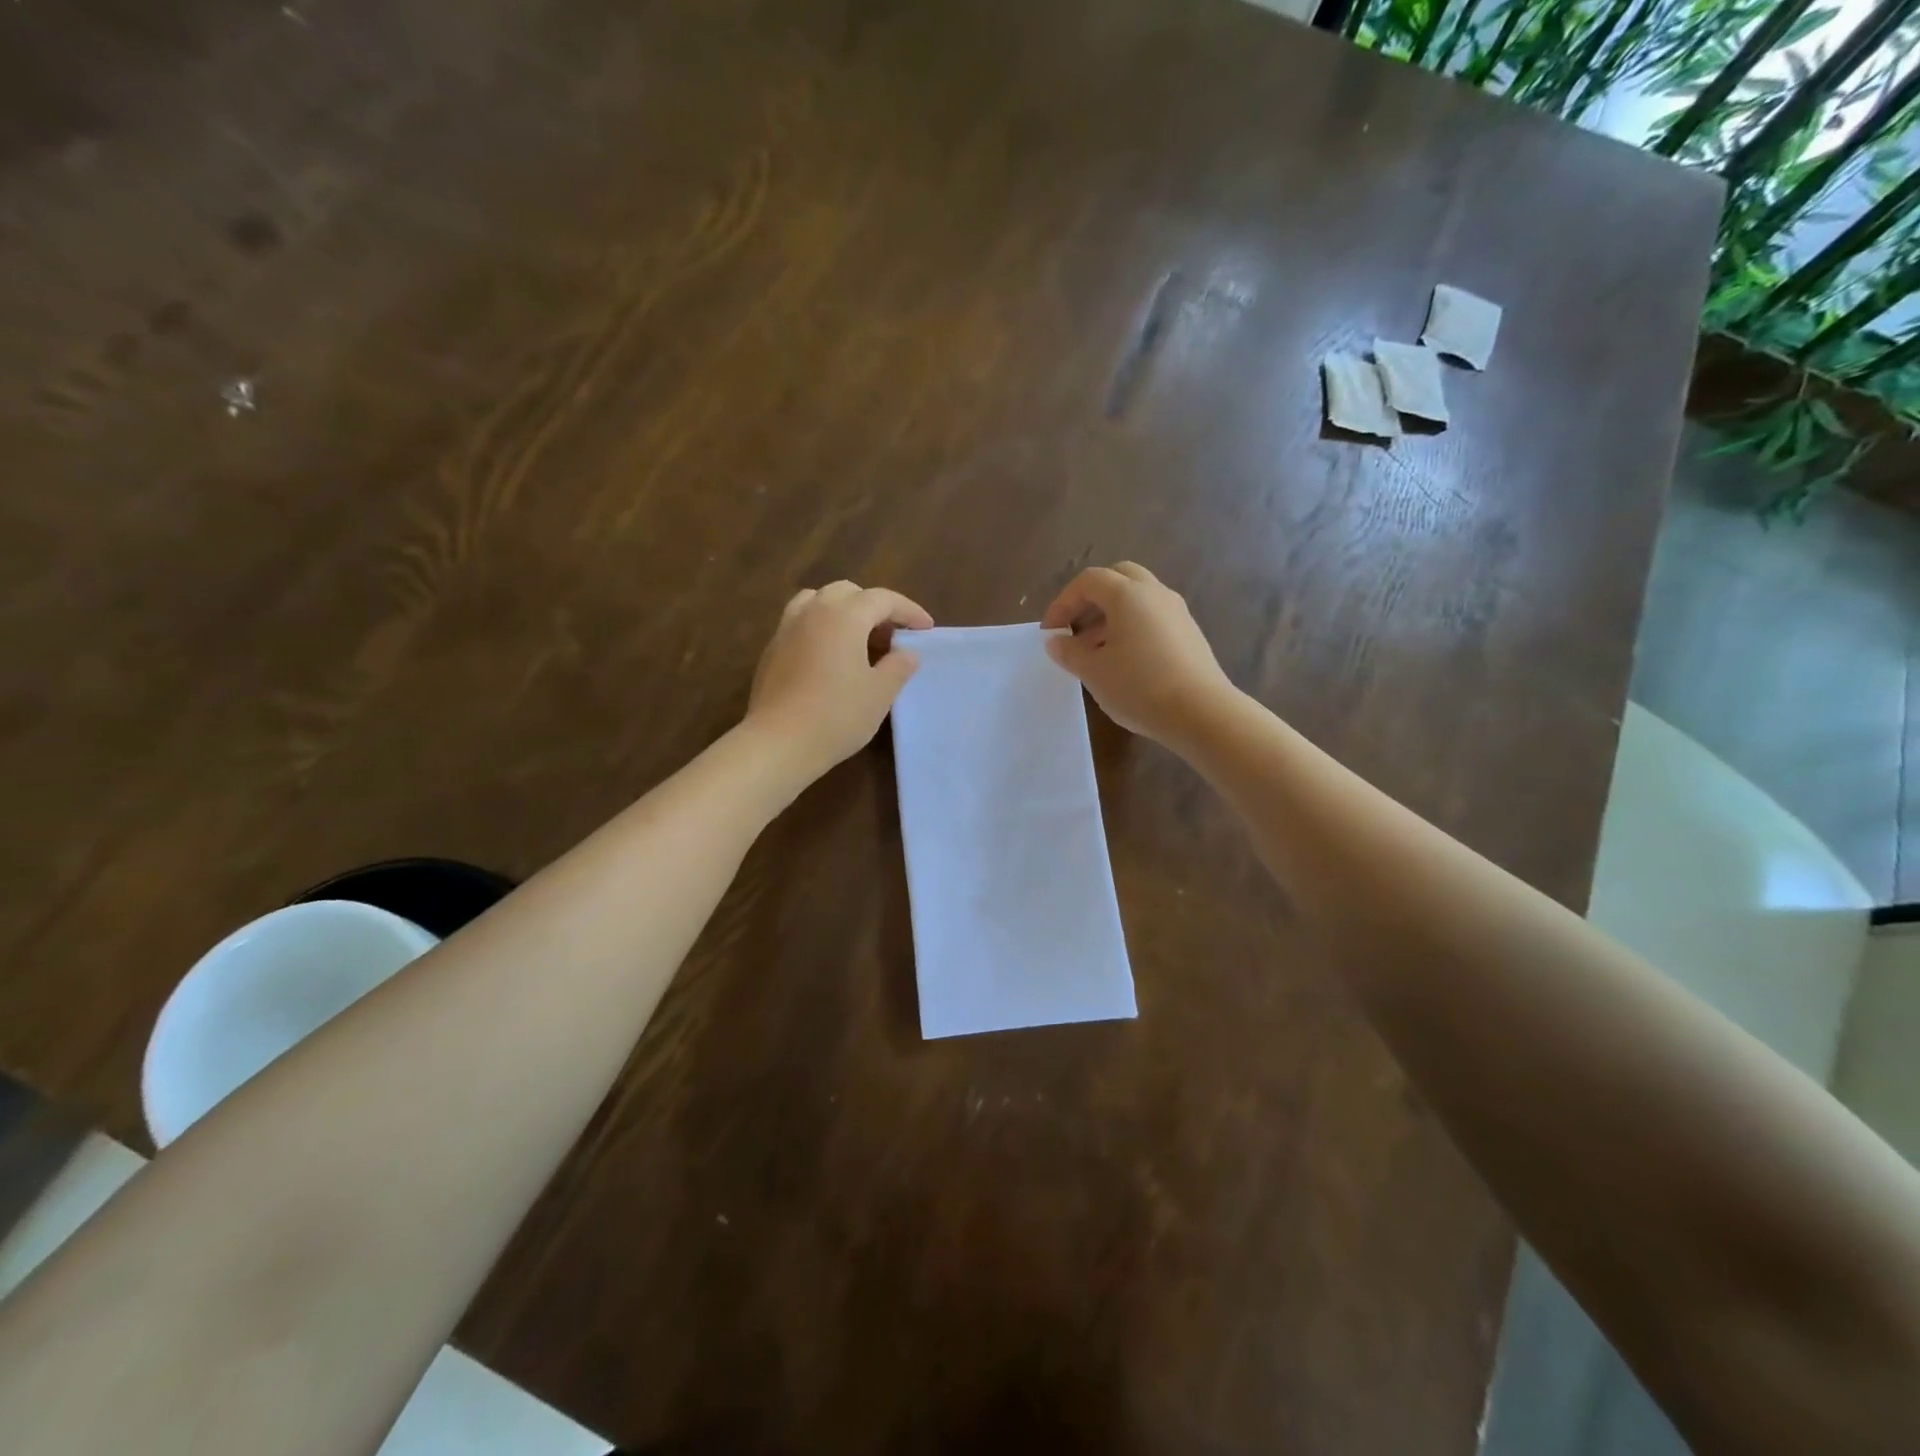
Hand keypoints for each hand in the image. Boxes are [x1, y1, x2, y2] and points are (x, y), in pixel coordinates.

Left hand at [746, 580, 933, 778]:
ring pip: (818, 601)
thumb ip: (898, 666)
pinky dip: (821, 626)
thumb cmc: (837, 715)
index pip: (882, 599)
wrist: (778, 743)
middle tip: (892, 635)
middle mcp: (813, 611)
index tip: (926, 629)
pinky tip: (830, 656)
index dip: (908, 611)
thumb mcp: (880, 693)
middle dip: (875, 607)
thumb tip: (907, 653)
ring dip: (843, 611)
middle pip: (848, 592)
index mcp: (844, 616)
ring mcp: (787, 628)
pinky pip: (801, 622)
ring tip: (858, 638)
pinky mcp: (772, 649)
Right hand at [1041, 562, 1235, 748]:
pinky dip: (1132, 627)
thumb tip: (1056, 641)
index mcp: (1128, 595)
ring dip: (1111, 615)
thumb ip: (1069, 652)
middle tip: (1076, 628)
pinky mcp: (1189, 633)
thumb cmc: (1139, 687)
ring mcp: (1177, 612)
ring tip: (1095, 650)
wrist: (1202, 713)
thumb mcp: (1093, 672)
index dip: (1063, 602)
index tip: (1051, 632)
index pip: (1088, 581)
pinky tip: (1124, 660)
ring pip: (1138, 598)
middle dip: (1091, 599)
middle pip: (1118, 578)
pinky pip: (1153, 617)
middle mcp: (1155, 593)